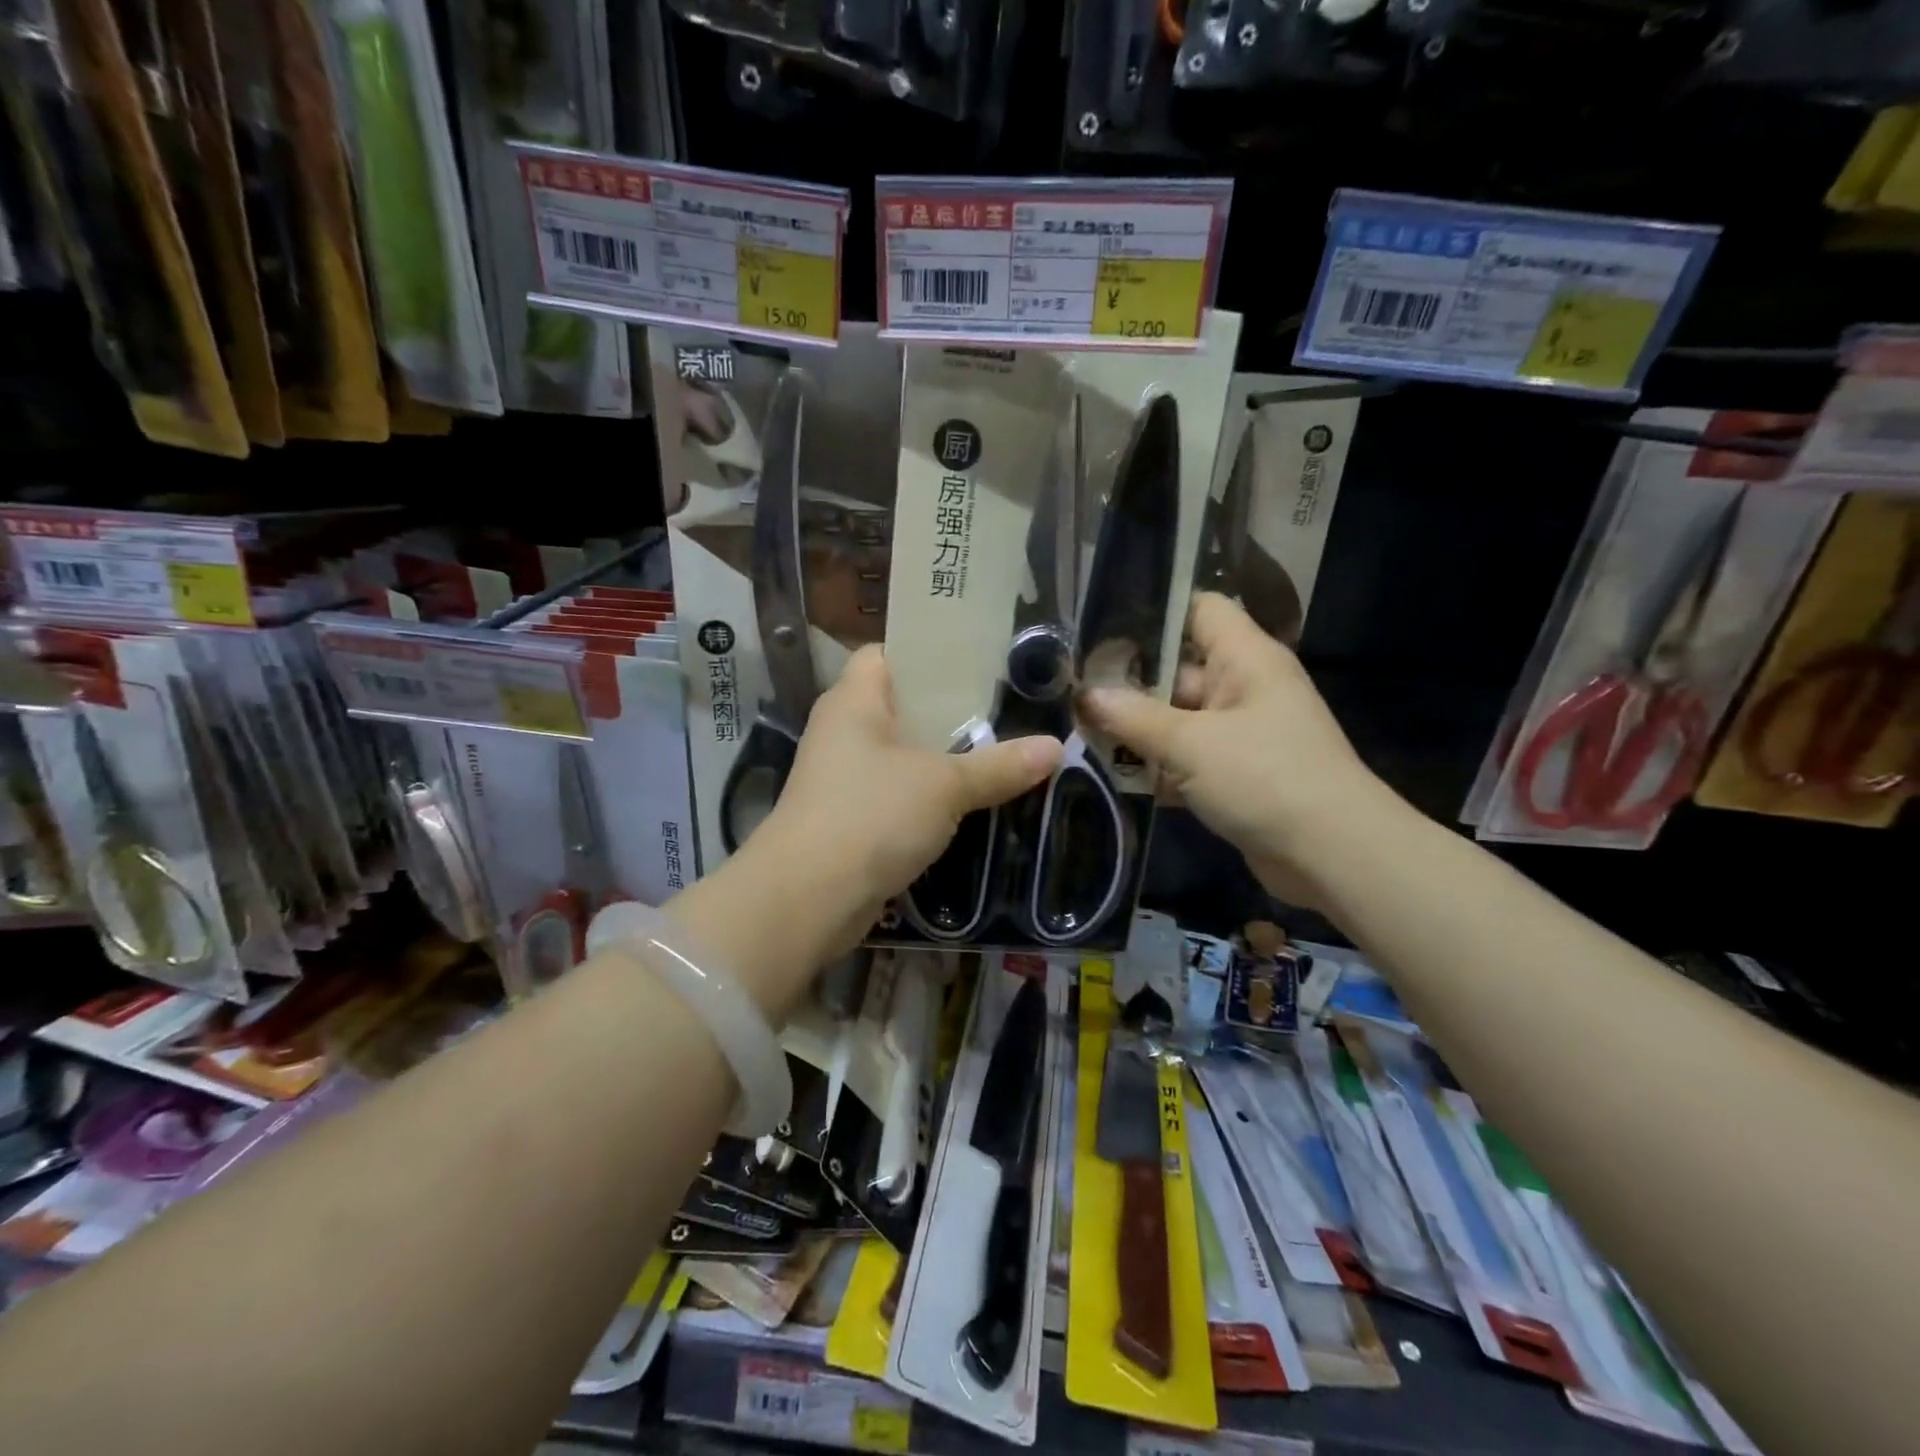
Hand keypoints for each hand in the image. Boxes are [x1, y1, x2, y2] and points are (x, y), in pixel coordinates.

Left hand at [749, 646, 1061, 957]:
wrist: (808, 898)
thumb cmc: (872, 815)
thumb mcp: (945, 785)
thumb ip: (999, 765)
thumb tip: (1056, 747)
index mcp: (854, 701)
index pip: (885, 654)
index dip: (925, 652)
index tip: (976, 661)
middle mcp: (842, 732)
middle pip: (899, 705)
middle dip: (948, 711)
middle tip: (1003, 709)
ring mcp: (842, 778)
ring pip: (900, 754)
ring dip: (942, 758)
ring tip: (998, 751)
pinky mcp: (848, 819)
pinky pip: (896, 794)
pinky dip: (927, 797)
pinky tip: (969, 802)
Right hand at [1080, 592, 1383, 899]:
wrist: (1334, 856)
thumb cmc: (1266, 779)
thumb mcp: (1191, 744)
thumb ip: (1133, 717)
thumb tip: (1084, 695)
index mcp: (1245, 658)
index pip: (1199, 609)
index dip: (1153, 611)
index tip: (1099, 628)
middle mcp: (1244, 687)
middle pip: (1176, 669)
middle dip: (1126, 683)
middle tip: (1071, 691)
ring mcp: (1240, 733)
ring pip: (1176, 718)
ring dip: (1135, 730)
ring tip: (1078, 733)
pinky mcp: (1235, 773)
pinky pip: (1186, 757)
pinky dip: (1155, 766)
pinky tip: (1110, 776)